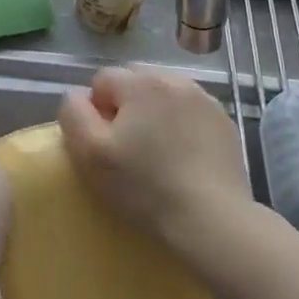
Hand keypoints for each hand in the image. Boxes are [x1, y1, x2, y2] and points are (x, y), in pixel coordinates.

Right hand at [58, 66, 254, 267]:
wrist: (211, 218)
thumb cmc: (144, 186)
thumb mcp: (90, 154)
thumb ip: (74, 114)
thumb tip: (77, 96)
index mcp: (141, 83)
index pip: (102, 79)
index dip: (95, 110)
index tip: (104, 144)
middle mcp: (175, 80)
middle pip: (135, 81)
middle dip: (126, 105)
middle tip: (127, 146)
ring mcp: (205, 100)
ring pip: (165, 94)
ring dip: (155, 113)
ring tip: (156, 152)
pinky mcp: (224, 123)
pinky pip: (191, 112)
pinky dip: (182, 126)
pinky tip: (183, 158)